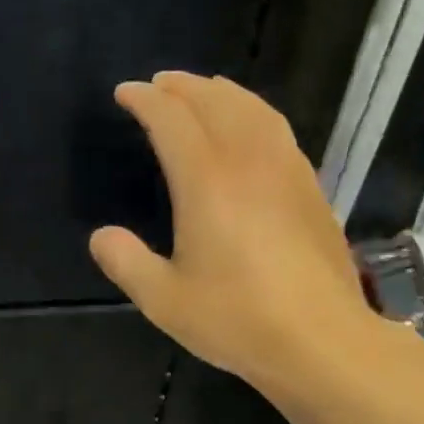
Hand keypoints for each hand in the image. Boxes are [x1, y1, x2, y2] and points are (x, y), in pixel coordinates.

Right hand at [89, 72, 367, 392]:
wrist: (322, 339)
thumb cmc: (238, 318)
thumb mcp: (165, 300)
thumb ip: (127, 263)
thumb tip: (101, 236)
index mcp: (207, 181)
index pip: (172, 119)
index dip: (145, 100)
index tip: (125, 93)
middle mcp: (248, 161)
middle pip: (214, 101)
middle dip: (182, 86)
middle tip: (159, 84)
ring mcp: (286, 170)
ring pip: (252, 109)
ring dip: (221, 92)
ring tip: (203, 90)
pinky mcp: (310, 187)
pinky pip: (277, 129)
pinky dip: (253, 112)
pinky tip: (250, 127)